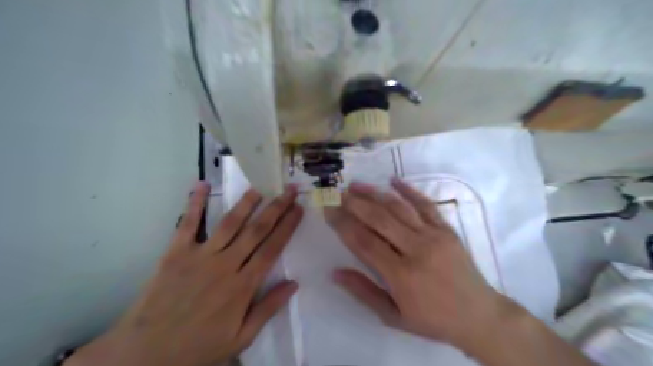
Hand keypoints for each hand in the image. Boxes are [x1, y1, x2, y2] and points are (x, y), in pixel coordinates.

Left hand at [65, 181, 304, 364]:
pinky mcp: (175, 253)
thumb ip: (268, 308)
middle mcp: (226, 265)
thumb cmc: (198, 347)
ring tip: (259, 188)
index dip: (287, 227)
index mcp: (243, 286)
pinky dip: (194, 203)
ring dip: (245, 203)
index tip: (298, 209)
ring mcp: (200, 256)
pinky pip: (188, 224)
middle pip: (256, 231)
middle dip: (276, 209)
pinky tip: (201, 185)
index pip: (272, 248)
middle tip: (288, 191)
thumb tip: (294, 284)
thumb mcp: (241, 338)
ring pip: (229, 224)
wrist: (145, 354)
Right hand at [326, 180, 515, 351]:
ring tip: (356, 185)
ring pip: (399, 208)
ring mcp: (434, 236)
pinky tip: (393, 180)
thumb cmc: (432, 319)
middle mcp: (416, 250)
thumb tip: (335, 272)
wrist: (478, 315)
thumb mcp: (393, 317)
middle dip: (355, 204)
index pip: (364, 242)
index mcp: (401, 275)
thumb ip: (364, 292)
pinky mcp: (447, 229)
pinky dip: (409, 190)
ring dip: (375, 194)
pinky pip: (426, 205)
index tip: (329, 211)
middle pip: (379, 220)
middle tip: (338, 194)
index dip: (343, 225)